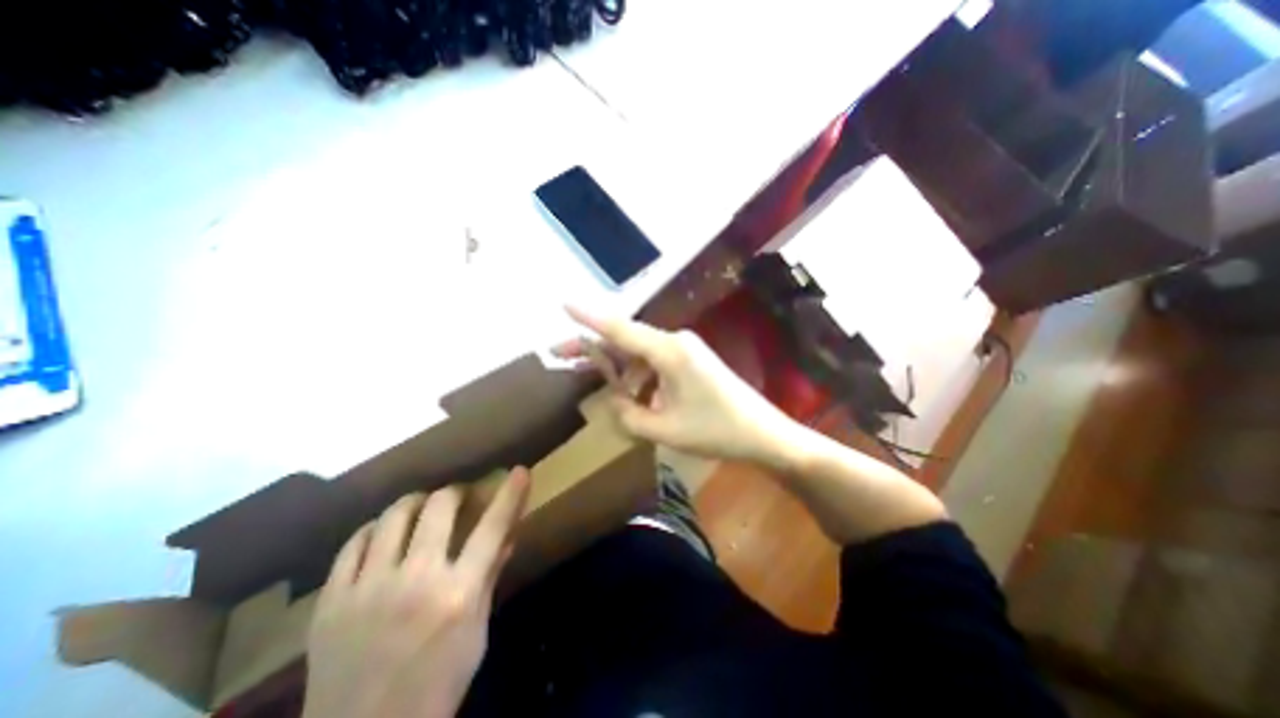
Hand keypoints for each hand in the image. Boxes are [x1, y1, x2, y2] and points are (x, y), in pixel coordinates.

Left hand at [304, 469, 528, 717]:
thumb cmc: (438, 684)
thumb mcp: (477, 632)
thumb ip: (490, 577)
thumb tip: (508, 535)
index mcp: (458, 594)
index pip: (492, 528)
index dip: (509, 494)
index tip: (520, 471)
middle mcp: (416, 582)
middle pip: (439, 507)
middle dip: (455, 491)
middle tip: (460, 496)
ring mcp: (368, 590)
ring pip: (394, 516)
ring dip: (415, 502)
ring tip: (423, 507)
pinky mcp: (331, 603)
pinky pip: (353, 544)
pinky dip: (375, 528)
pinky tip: (383, 533)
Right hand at [552, 303, 797, 463]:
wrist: (763, 433)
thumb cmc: (716, 431)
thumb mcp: (664, 430)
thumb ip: (627, 415)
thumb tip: (612, 400)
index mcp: (668, 351)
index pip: (620, 329)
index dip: (589, 318)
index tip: (564, 304)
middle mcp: (675, 341)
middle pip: (625, 340)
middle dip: (593, 350)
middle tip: (560, 356)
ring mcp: (684, 349)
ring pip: (639, 353)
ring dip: (617, 369)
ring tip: (597, 387)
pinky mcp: (690, 360)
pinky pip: (654, 363)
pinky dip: (637, 377)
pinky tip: (631, 396)